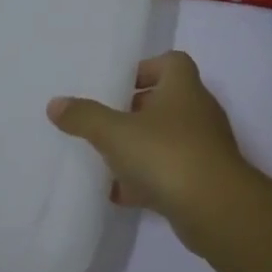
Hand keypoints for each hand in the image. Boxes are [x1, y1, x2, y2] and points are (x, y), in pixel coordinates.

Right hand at [46, 51, 258, 224]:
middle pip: (167, 101)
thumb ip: (84, 117)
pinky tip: (120, 193)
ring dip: (140, 147)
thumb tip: (55, 104)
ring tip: (106, 157)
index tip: (118, 85)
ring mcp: (204, 148)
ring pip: (168, 139)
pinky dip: (147, 180)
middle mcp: (198, 113)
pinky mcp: (204, 181)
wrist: (216, 209)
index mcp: (183, 88)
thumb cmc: (166, 154)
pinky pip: (170, 173)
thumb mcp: (115, 133)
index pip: (171, 62)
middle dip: (135, 110)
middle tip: (105, 121)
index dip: (146, 68)